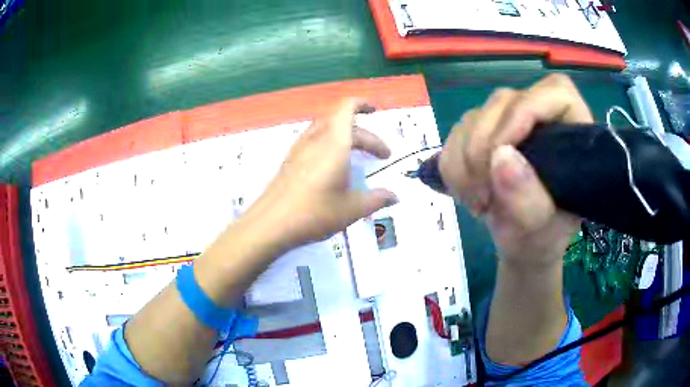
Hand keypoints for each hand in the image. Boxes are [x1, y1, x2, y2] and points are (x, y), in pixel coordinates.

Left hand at [240, 99, 397, 250]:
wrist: (270, 225)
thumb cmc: (315, 213)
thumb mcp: (352, 209)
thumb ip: (377, 199)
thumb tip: (395, 196)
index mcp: (334, 143)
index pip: (347, 108)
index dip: (362, 104)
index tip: (375, 110)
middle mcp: (315, 139)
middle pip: (342, 123)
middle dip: (365, 135)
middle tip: (380, 155)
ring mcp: (299, 149)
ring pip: (326, 131)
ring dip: (346, 137)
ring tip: (358, 156)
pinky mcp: (289, 161)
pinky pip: (314, 142)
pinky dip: (330, 145)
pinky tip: (333, 167)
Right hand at [439, 74, 591, 265]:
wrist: (520, 244)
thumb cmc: (542, 237)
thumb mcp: (541, 229)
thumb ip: (528, 199)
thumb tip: (500, 156)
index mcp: (572, 134)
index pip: (555, 92)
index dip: (527, 109)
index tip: (502, 150)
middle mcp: (540, 118)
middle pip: (504, 102)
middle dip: (484, 148)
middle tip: (484, 193)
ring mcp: (509, 122)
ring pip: (473, 118)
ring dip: (465, 163)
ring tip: (479, 201)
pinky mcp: (483, 133)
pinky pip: (454, 135)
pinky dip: (453, 167)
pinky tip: (467, 191)